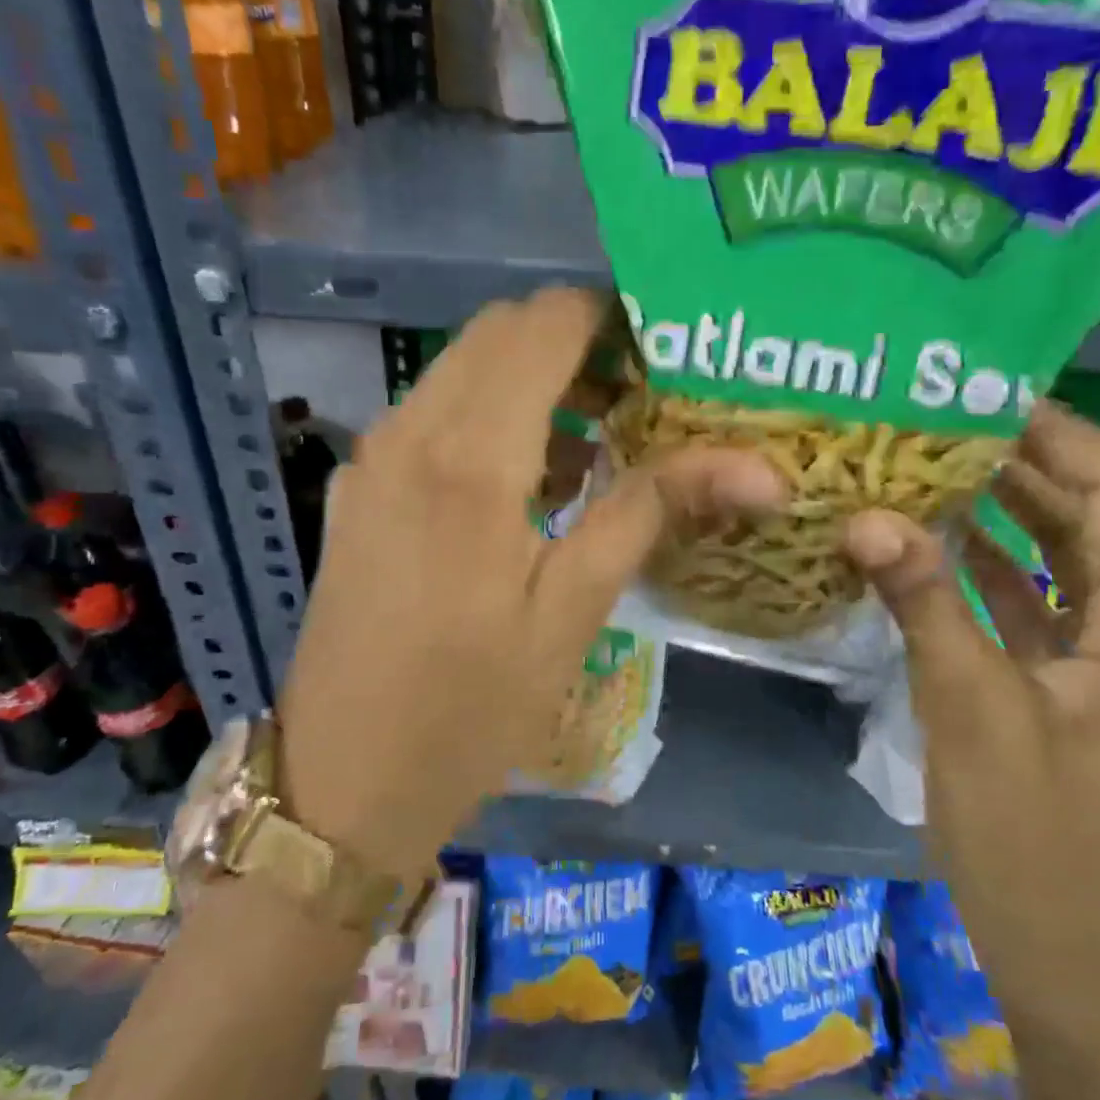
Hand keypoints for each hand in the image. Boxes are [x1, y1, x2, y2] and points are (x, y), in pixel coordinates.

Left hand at [279, 289, 784, 881]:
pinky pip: (430, 411)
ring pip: (461, 367)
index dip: (608, 319)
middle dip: (573, 342)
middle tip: (637, 398)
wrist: (342, 781)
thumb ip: (650, 511)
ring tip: (593, 439)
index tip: (661, 356)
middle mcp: (410, 431)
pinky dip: (485, 411)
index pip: (544, 324)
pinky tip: (524, 478)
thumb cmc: (471, 708)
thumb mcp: (573, 612)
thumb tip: (757, 467)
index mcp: (470, 457)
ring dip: (529, 377)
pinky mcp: (358, 486)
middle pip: (500, 331)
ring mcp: (373, 455)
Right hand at [845, 405, 1099, 1020]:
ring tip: (933, 461)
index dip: (1064, 437)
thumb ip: (924, 602)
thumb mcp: (970, 708)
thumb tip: (865, 516)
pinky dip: (994, 560)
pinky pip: (1041, 594)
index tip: (984, 399)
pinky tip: (934, 534)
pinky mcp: (1077, 676)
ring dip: (1009, 506)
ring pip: (1070, 551)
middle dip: (1029, 463)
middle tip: (943, 422)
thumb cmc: (1024, 832)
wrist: (1052, 941)